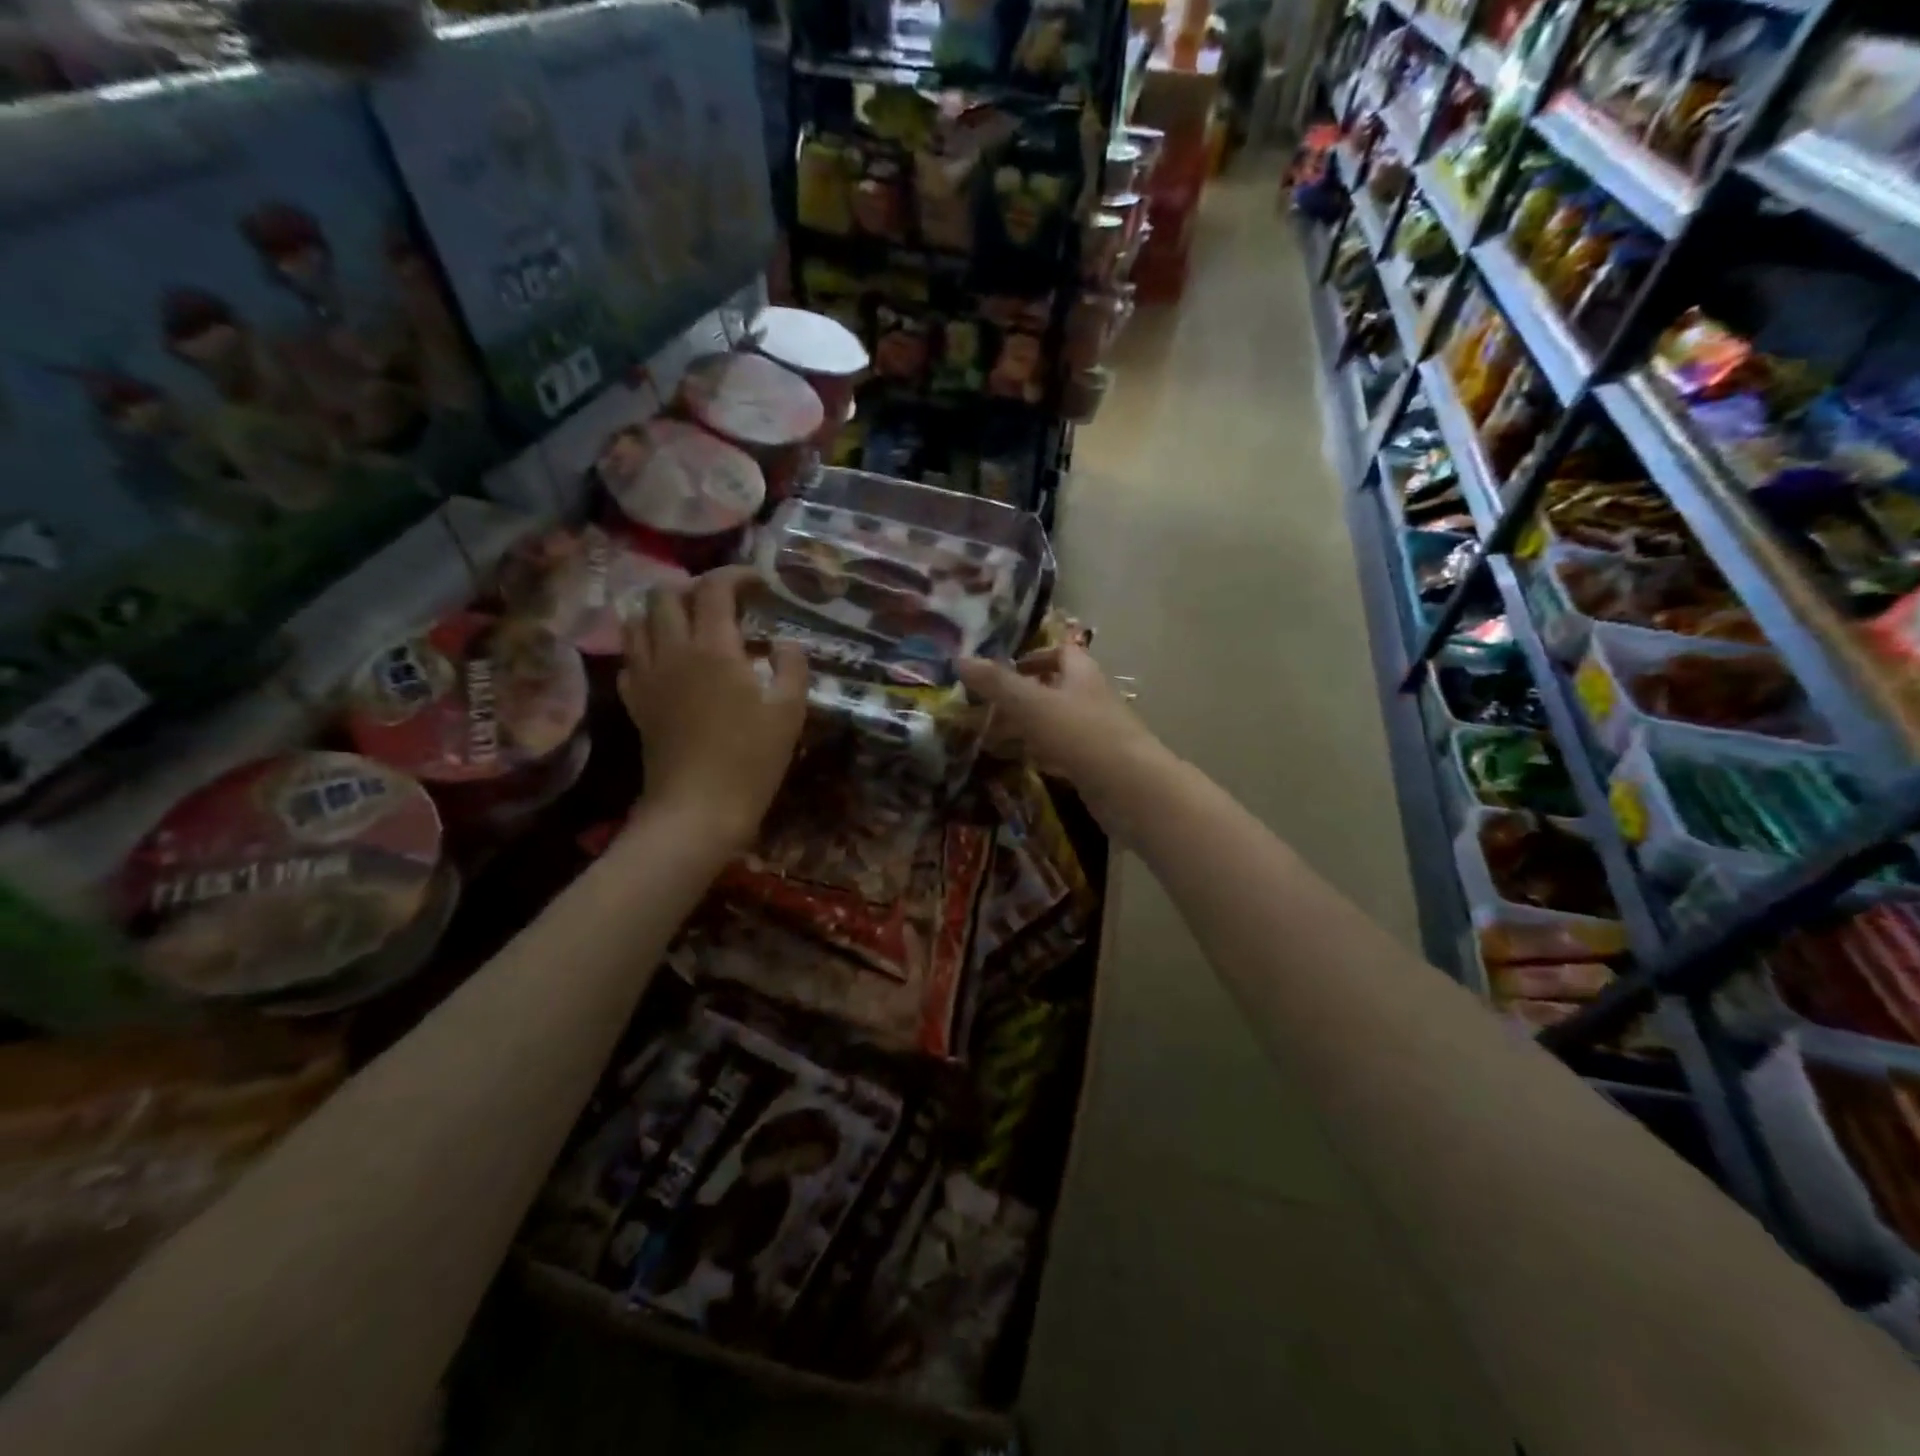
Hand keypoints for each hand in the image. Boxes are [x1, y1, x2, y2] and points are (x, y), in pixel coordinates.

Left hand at [619, 566, 807, 849]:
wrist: (698, 810)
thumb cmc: (752, 760)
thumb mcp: (790, 711)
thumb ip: (792, 666)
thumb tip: (784, 643)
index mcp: (714, 648)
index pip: (714, 588)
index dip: (737, 575)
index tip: (760, 585)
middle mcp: (673, 651)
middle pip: (665, 595)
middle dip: (695, 588)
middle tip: (725, 604)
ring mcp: (647, 677)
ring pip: (637, 621)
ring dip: (664, 612)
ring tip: (693, 625)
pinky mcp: (635, 703)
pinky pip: (631, 658)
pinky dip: (648, 647)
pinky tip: (670, 663)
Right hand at [956, 645, 1166, 807]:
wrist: (1130, 789)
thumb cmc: (1081, 735)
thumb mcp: (1032, 704)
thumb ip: (997, 683)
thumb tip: (960, 659)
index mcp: (1081, 674)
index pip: (1059, 653)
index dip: (1032, 657)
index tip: (1001, 670)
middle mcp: (1090, 699)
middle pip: (1052, 689)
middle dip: (1018, 697)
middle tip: (982, 708)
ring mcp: (1093, 734)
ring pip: (1052, 723)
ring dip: (1022, 728)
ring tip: (986, 737)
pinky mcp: (1092, 766)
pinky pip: (1058, 753)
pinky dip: (1035, 754)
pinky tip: (1014, 763)